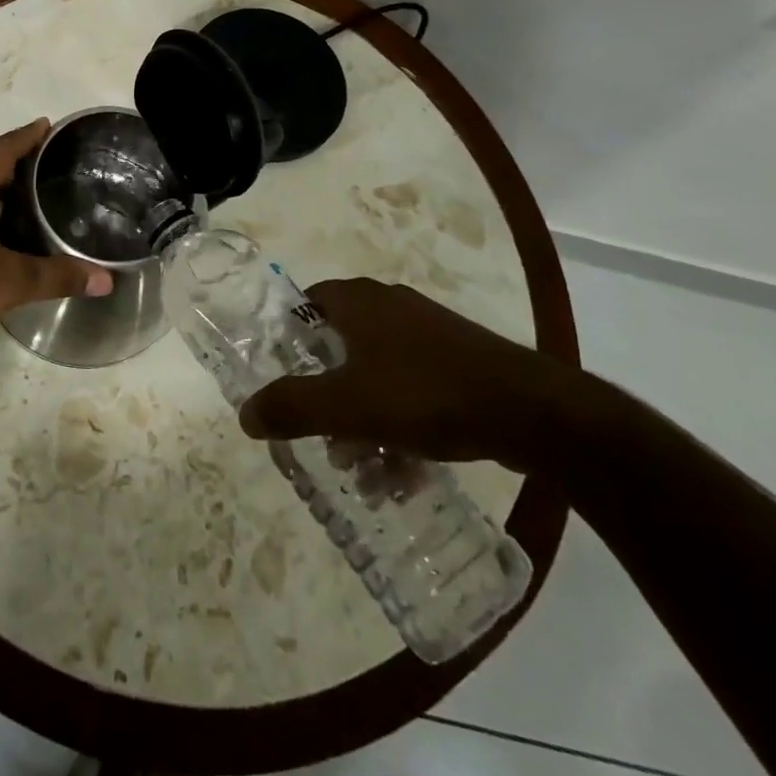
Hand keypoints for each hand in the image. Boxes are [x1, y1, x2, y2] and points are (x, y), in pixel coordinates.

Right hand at [238, 278, 590, 472]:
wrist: (530, 411)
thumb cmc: (424, 394)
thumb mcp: (346, 406)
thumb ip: (290, 407)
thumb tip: (245, 414)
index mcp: (358, 301)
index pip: (306, 305)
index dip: (289, 341)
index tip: (283, 381)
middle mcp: (390, 307)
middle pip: (340, 348)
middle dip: (328, 398)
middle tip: (323, 439)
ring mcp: (429, 334)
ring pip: (377, 376)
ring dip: (363, 423)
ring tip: (364, 473)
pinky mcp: (460, 364)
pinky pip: (413, 391)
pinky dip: (399, 428)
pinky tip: (403, 474)